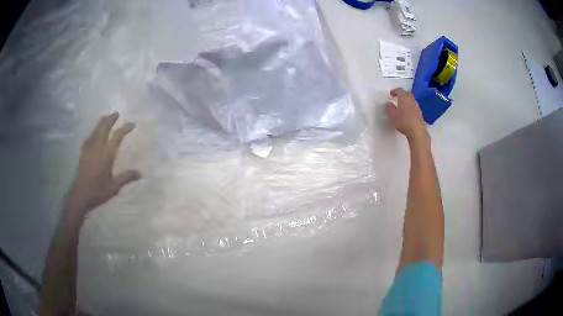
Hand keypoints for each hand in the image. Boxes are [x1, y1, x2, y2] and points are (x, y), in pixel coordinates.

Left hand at [67, 112, 140, 214]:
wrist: (79, 196)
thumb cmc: (97, 192)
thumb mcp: (114, 188)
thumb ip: (126, 178)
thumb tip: (140, 173)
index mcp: (106, 156)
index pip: (117, 137)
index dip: (125, 129)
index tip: (132, 124)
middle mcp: (97, 148)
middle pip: (104, 129)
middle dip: (111, 120)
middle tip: (117, 113)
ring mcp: (88, 150)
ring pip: (95, 131)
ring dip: (101, 122)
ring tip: (106, 116)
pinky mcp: (82, 153)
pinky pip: (88, 138)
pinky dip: (92, 132)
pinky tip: (93, 132)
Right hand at [385, 88, 427, 140]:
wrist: (416, 131)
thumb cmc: (403, 121)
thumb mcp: (392, 115)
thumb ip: (389, 107)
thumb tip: (388, 103)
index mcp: (404, 97)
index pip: (399, 90)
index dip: (394, 91)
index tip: (391, 94)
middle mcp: (411, 99)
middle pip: (406, 93)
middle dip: (401, 94)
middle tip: (397, 97)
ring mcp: (416, 106)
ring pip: (411, 99)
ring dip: (406, 100)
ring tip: (402, 105)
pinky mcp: (419, 112)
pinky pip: (413, 105)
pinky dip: (409, 106)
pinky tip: (407, 112)